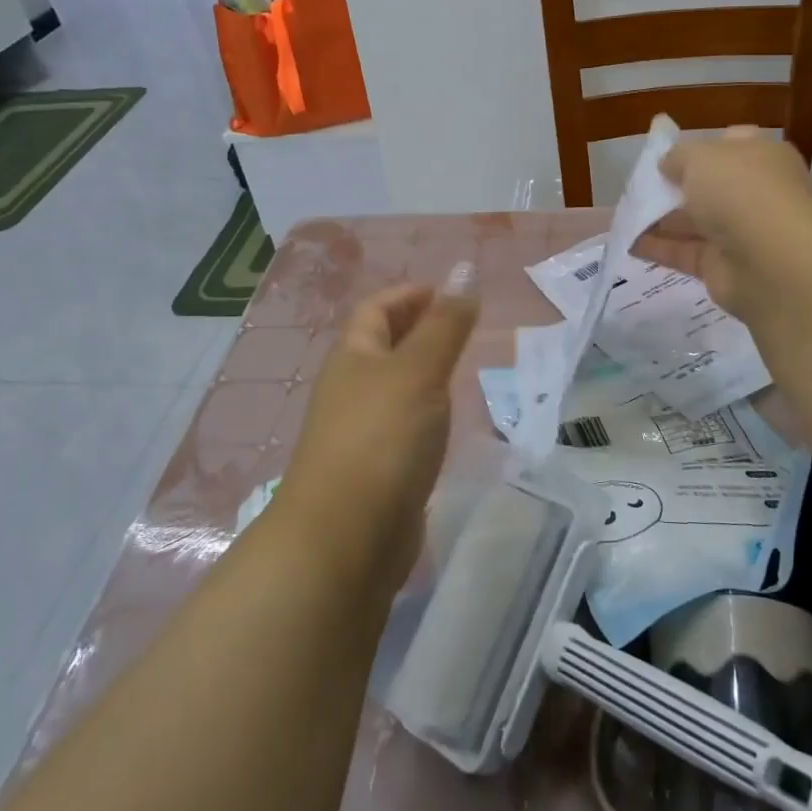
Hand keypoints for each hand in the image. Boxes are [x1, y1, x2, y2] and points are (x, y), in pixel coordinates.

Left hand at [276, 267, 478, 590]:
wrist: (347, 538)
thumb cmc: (382, 438)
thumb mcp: (419, 370)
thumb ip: (445, 325)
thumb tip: (464, 272)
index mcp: (353, 358)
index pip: (376, 310)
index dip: (409, 295)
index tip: (450, 294)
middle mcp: (351, 390)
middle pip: (382, 346)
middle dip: (418, 329)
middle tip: (463, 327)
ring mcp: (360, 433)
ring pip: (394, 388)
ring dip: (424, 372)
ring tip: (463, 369)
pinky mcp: (376, 471)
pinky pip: (403, 426)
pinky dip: (426, 412)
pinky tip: (448, 422)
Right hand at [634, 128, 811, 321]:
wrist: (772, 261)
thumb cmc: (740, 192)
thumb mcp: (701, 156)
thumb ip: (678, 157)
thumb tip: (668, 166)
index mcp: (761, 157)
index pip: (731, 145)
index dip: (699, 147)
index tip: (667, 155)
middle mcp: (755, 193)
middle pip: (709, 187)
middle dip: (674, 186)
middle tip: (639, 187)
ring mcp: (740, 233)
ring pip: (694, 222)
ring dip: (660, 219)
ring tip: (625, 216)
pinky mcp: (722, 267)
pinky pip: (685, 253)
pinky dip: (658, 248)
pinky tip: (628, 244)